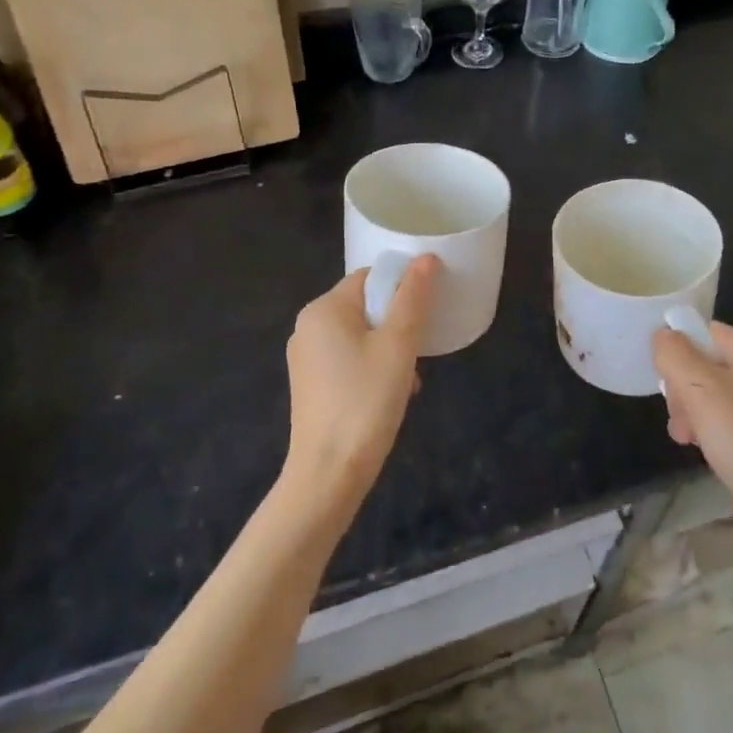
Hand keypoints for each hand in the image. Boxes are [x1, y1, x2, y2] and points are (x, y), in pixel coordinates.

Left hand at [283, 256, 438, 497]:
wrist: (329, 474)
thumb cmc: (366, 401)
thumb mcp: (398, 345)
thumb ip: (412, 297)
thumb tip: (426, 258)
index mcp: (324, 309)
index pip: (370, 277)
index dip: (401, 289)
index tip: (425, 315)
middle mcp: (308, 327)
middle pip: (365, 306)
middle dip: (397, 325)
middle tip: (418, 352)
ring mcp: (306, 358)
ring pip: (360, 336)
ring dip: (389, 350)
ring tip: (409, 379)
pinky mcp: (310, 385)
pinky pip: (348, 360)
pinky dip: (372, 368)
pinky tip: (391, 396)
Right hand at [653, 320, 732, 578]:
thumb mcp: (699, 388)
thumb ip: (675, 353)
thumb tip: (662, 335)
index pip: (705, 332)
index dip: (679, 350)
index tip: (665, 379)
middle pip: (705, 362)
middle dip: (682, 387)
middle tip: (677, 412)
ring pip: (709, 393)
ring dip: (689, 409)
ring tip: (683, 434)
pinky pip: (722, 417)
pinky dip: (705, 427)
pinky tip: (696, 445)